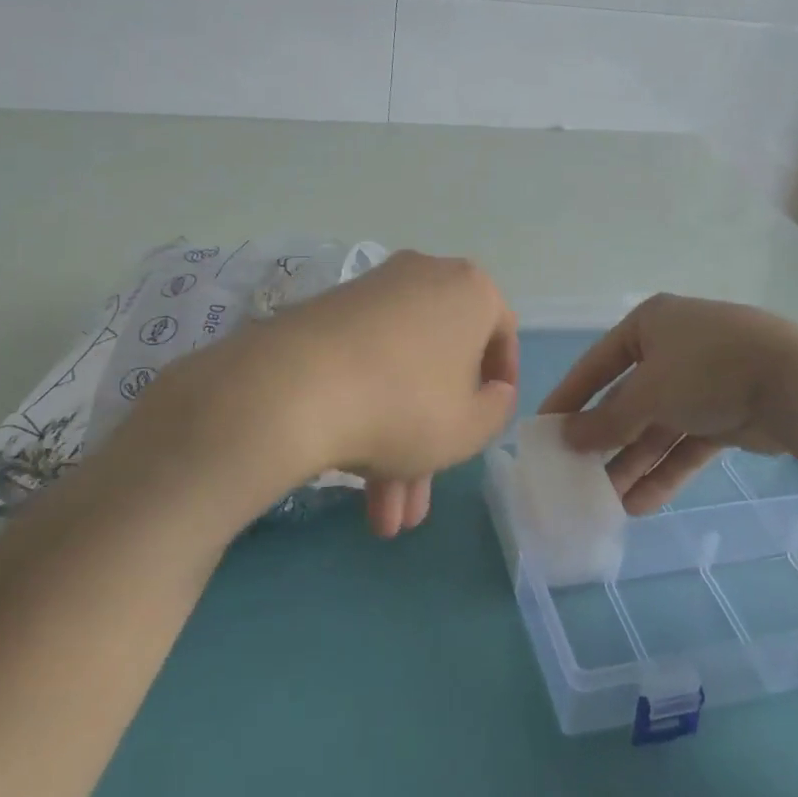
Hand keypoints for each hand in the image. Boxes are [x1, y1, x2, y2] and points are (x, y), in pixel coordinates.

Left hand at [241, 251, 518, 535]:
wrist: (296, 387)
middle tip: (419, 501)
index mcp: (470, 290)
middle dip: (433, 441)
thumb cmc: (407, 405)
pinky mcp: (328, 313)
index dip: (500, 383)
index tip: (486, 421)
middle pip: (441, 365)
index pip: (501, 332)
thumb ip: (497, 409)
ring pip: (400, 373)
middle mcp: (424, 277)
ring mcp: (372, 293)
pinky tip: (353, 475)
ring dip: (396, 447)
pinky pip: (365, 363)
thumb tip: (492, 390)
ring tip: (380, 519)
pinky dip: (367, 413)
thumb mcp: (470, 427)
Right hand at [539, 294, 797, 512]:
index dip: (570, 396)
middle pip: (628, 399)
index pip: (598, 363)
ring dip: (633, 463)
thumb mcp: (648, 392)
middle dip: (606, 439)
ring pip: (657, 427)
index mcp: (650, 325)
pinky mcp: (726, 414)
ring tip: (605, 501)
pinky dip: (665, 471)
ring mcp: (702, 383)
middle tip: (576, 473)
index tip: (545, 428)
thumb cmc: (707, 369)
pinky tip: (640, 504)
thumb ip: (607, 420)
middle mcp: (673, 349)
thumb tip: (567, 438)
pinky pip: (685, 444)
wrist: (796, 384)